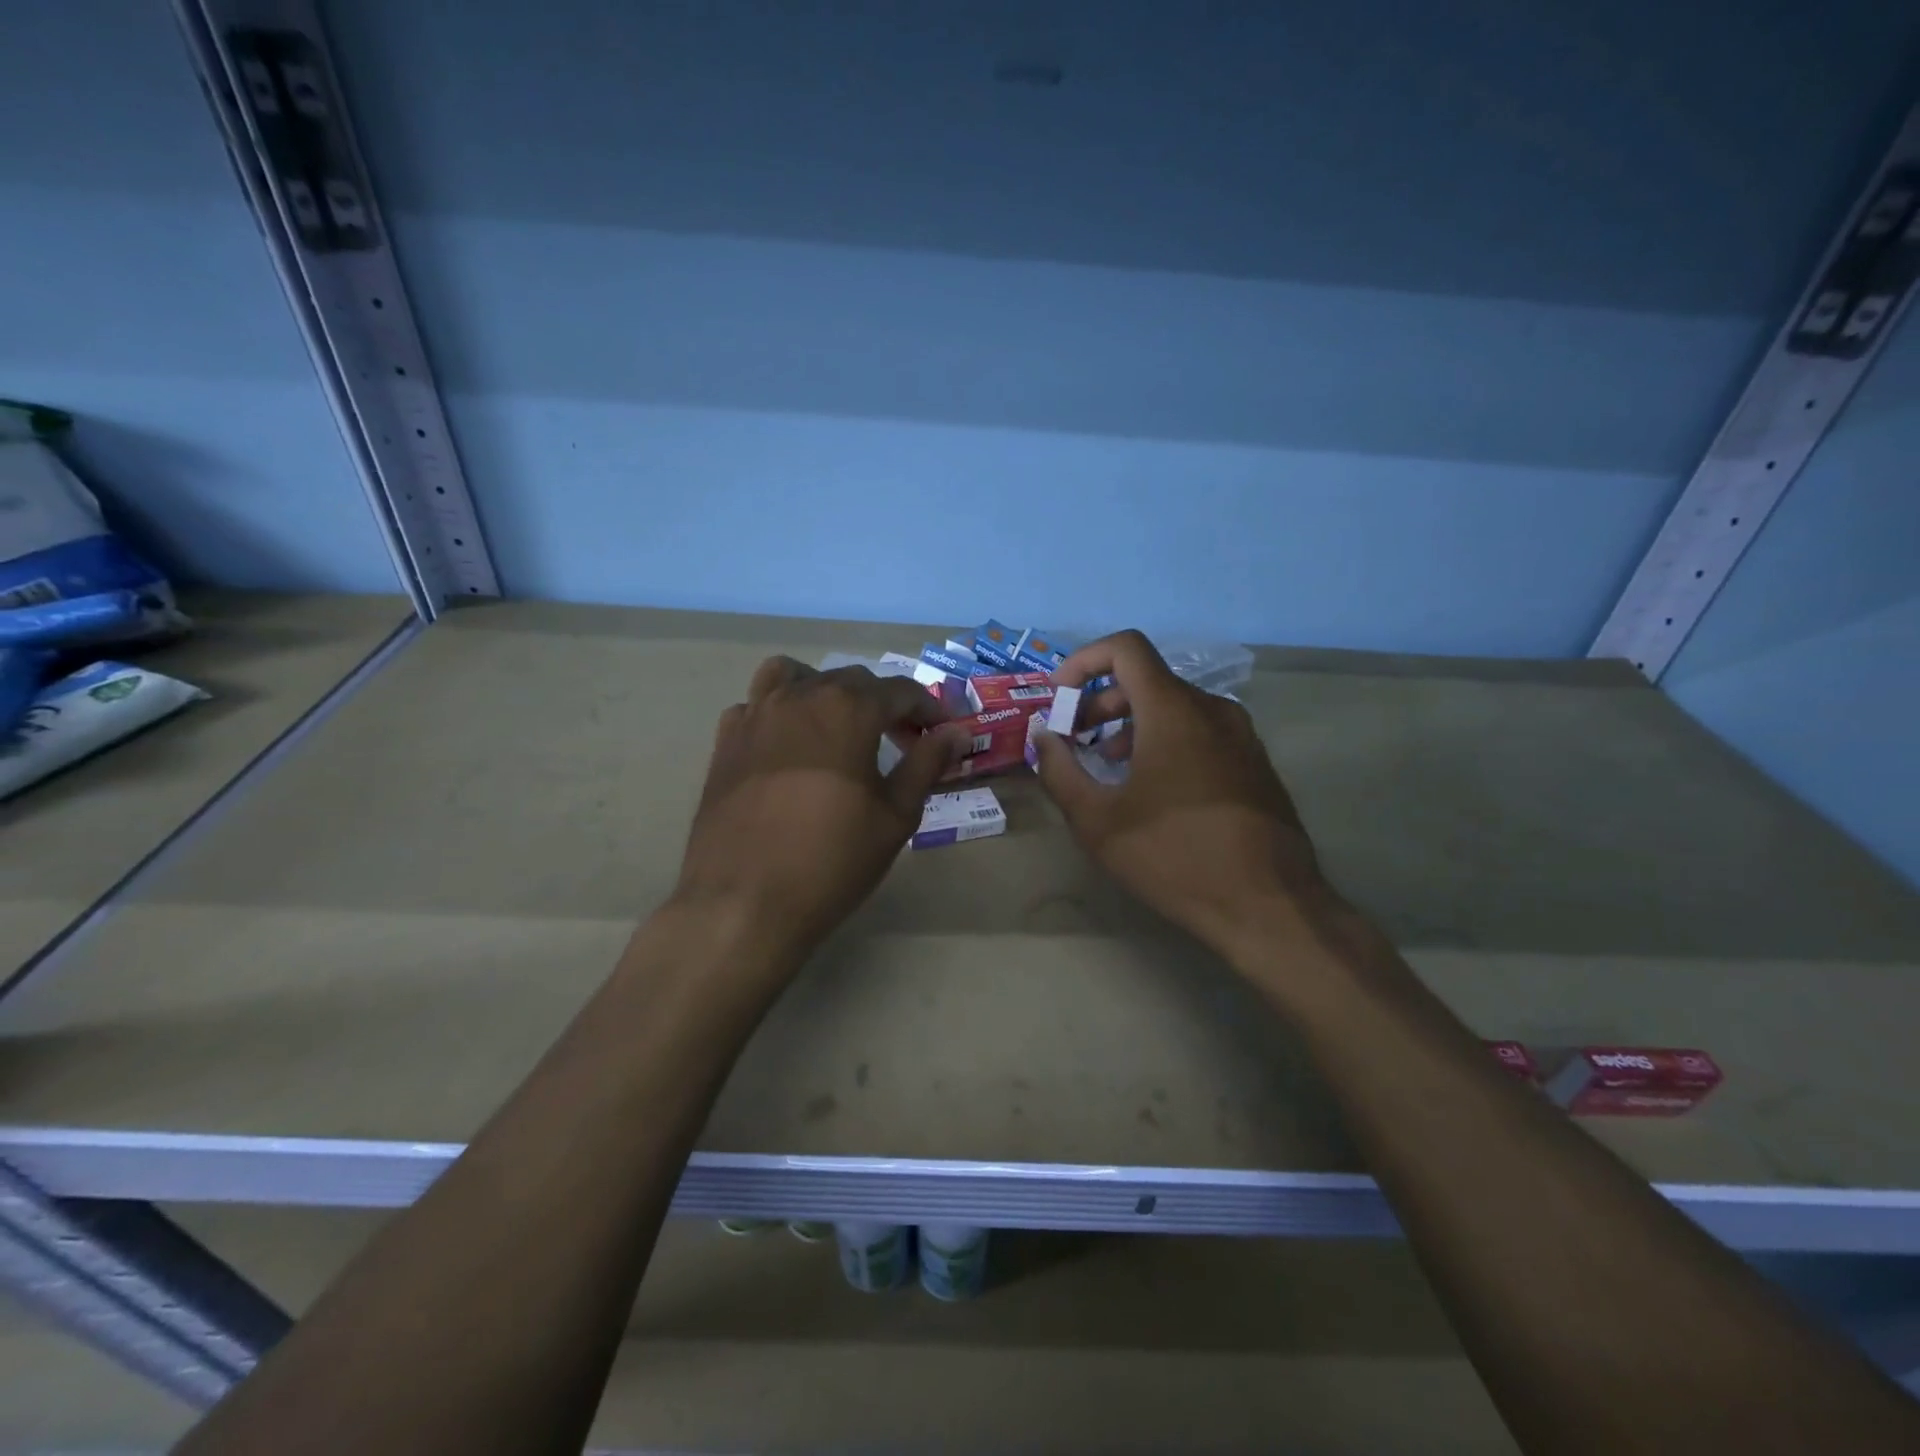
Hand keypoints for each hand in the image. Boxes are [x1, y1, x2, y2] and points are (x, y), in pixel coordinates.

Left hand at [674, 657, 969, 960]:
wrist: (744, 903)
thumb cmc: (832, 860)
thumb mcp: (895, 815)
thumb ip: (926, 764)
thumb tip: (955, 732)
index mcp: (848, 709)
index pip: (900, 690)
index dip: (928, 710)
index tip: (941, 734)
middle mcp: (800, 697)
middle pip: (851, 680)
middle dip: (883, 703)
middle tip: (901, 741)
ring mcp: (756, 715)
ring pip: (795, 676)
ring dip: (825, 691)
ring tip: (838, 727)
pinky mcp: (725, 741)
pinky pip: (756, 705)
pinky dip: (780, 711)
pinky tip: (789, 747)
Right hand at [1030, 631, 1330, 959]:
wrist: (1268, 906)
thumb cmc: (1174, 857)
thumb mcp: (1097, 820)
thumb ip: (1060, 770)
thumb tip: (1044, 737)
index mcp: (1174, 710)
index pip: (1126, 648)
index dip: (1084, 661)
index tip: (1060, 696)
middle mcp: (1212, 709)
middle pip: (1147, 679)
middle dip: (1101, 701)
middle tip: (1074, 739)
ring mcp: (1241, 735)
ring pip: (1175, 706)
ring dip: (1131, 724)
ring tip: (1107, 766)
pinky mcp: (1254, 762)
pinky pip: (1200, 731)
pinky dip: (1165, 740)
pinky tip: (1152, 788)